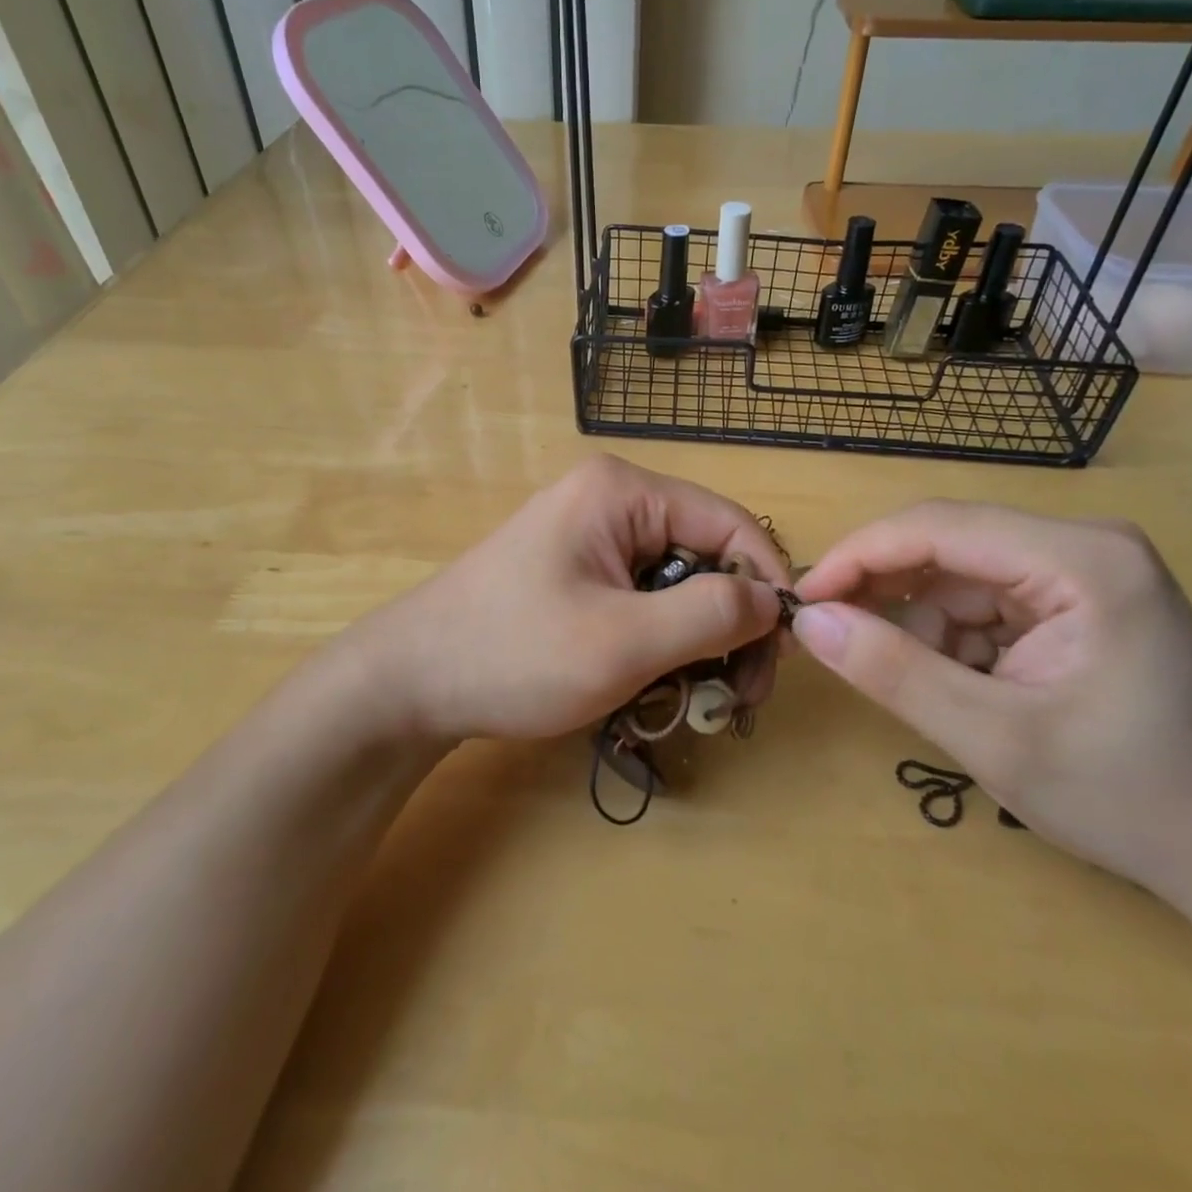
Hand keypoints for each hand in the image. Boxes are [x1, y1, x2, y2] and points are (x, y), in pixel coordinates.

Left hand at [335, 456, 789, 743]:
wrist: (408, 682)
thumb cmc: (513, 655)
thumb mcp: (624, 641)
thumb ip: (711, 614)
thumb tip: (774, 600)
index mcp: (624, 492)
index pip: (731, 523)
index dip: (768, 584)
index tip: (783, 654)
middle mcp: (612, 499)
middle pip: (706, 554)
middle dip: (730, 623)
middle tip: (738, 695)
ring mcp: (591, 534)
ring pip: (677, 582)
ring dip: (695, 640)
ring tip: (691, 698)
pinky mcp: (577, 569)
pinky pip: (643, 597)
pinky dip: (659, 640)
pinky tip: (651, 683)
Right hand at [792, 503, 1191, 899]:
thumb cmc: (1132, 800)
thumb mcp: (995, 740)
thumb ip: (894, 673)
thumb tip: (810, 622)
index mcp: (1079, 558)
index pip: (937, 527)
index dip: (857, 557)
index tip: (802, 601)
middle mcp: (1080, 545)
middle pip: (946, 547)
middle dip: (885, 595)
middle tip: (833, 642)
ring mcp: (1079, 572)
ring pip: (956, 579)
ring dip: (921, 630)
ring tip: (926, 692)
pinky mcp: (1073, 602)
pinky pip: (981, 604)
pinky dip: (952, 643)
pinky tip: (965, 690)